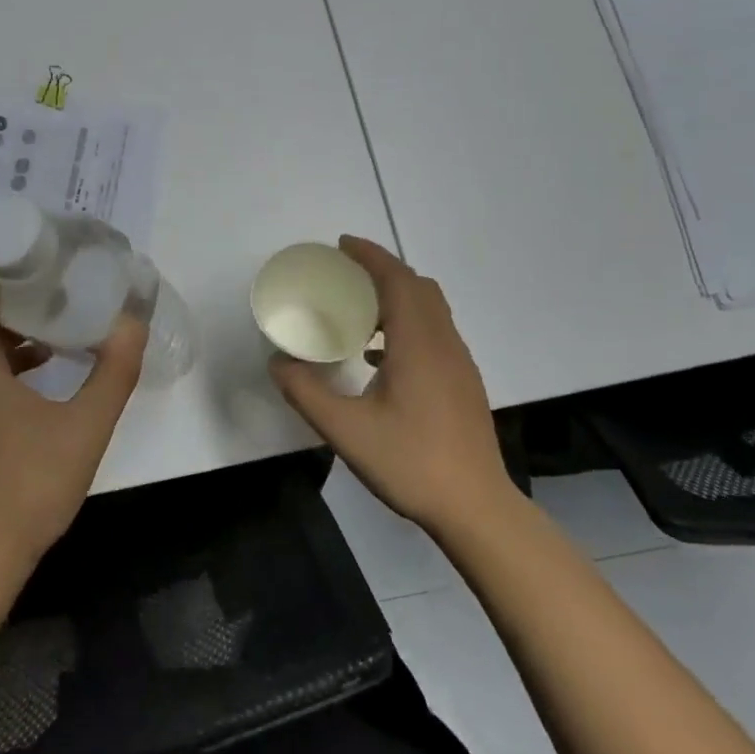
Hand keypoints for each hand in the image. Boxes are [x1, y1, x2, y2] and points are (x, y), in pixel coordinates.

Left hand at [0, 270, 147, 580]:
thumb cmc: (31, 486)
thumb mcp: (86, 426)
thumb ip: (113, 372)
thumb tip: (132, 323)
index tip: (27, 268)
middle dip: (9, 300)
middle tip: (53, 291)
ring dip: (12, 334)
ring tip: (57, 330)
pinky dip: (8, 365)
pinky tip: (47, 377)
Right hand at [269, 236, 518, 537]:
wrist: (476, 508)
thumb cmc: (411, 462)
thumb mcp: (345, 430)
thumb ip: (306, 392)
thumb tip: (277, 362)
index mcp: (418, 343)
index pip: (397, 280)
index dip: (370, 256)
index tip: (341, 245)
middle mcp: (444, 343)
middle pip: (418, 287)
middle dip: (382, 271)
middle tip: (345, 275)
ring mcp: (459, 363)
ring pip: (431, 309)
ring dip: (397, 297)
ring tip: (358, 312)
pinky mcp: (463, 382)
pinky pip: (435, 332)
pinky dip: (407, 324)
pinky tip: (380, 358)